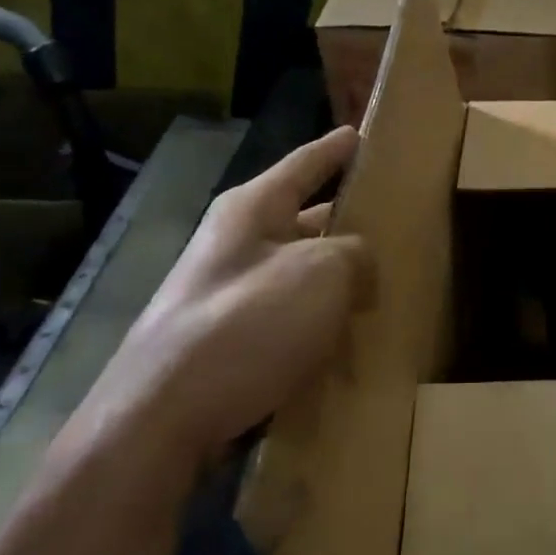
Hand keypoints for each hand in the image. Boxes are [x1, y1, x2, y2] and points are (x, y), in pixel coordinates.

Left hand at [81, 127, 368, 465]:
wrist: (161, 421)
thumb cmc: (248, 326)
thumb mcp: (323, 274)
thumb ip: (357, 255)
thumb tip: (361, 269)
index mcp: (252, 210)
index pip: (305, 163)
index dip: (336, 148)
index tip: (362, 133)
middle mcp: (235, 244)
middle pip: (303, 219)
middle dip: (346, 220)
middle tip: (394, 222)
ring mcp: (227, 296)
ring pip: (299, 273)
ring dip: (337, 278)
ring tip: (385, 284)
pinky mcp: (227, 343)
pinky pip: (288, 318)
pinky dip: (320, 322)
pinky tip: (350, 339)